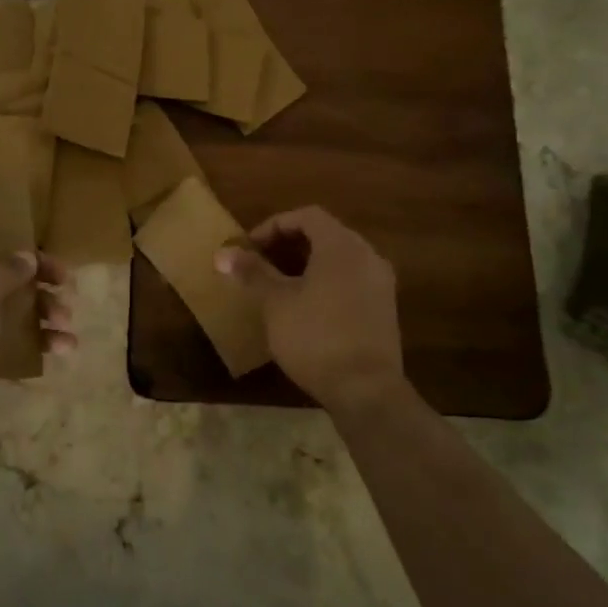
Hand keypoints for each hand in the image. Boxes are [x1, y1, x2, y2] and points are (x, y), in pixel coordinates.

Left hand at [0, 217, 73, 453]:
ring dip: (41, 309)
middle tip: (64, 279)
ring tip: (65, 321)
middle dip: (33, 271)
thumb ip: (6, 270)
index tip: (16, 217)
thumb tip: (28, 256)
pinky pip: (9, 338)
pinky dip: (34, 341)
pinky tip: (62, 349)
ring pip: (7, 303)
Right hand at [216, 206, 407, 419]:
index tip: (250, 247)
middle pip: (325, 234)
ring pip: (339, 259)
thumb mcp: (276, 302)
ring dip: (307, 264)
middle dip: (289, 244)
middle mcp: (367, 256)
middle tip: (260, 262)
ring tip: (278, 284)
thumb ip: (253, 272)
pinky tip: (305, 306)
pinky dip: (325, 281)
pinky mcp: (384, 309)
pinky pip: (350, 280)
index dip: (274, 225)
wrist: (366, 390)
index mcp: (342, 246)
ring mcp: (380, 284)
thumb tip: (223, 253)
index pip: (307, 216)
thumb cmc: (316, 336)